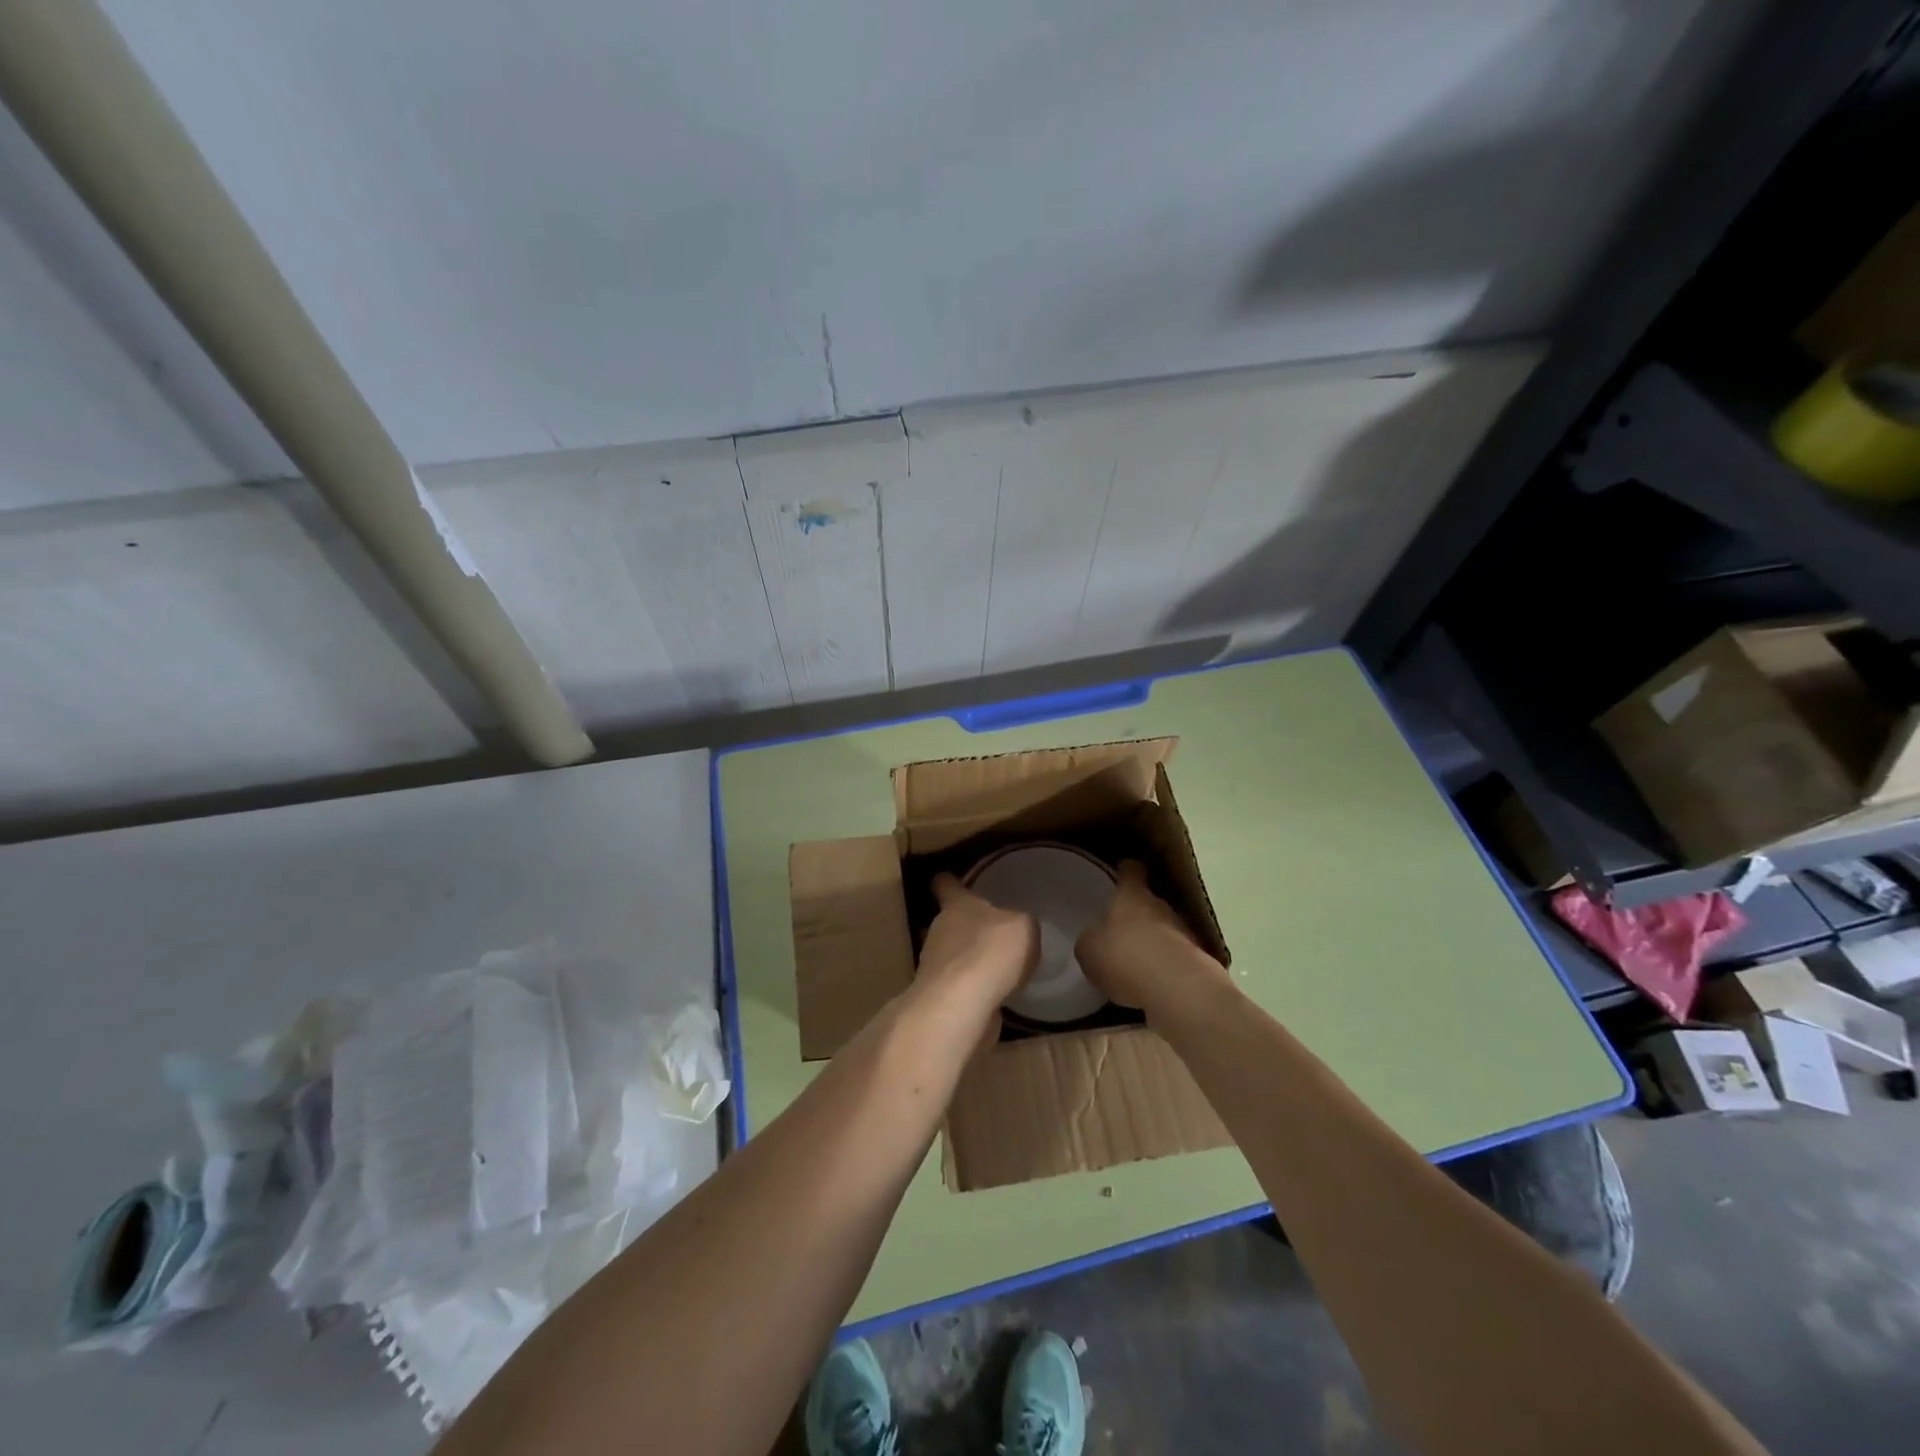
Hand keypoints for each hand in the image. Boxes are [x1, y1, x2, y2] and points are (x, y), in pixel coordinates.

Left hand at [916, 873, 1038, 1008]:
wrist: (962, 1005)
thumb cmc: (991, 952)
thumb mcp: (1023, 927)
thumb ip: (1022, 922)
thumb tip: (1018, 927)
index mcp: (956, 905)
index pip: (945, 884)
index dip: (948, 881)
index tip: (948, 878)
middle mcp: (940, 930)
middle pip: (949, 921)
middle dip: (967, 926)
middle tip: (992, 930)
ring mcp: (936, 965)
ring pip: (953, 954)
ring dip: (969, 959)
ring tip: (998, 966)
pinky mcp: (941, 996)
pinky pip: (959, 985)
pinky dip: (973, 988)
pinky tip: (995, 994)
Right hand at [1075, 861, 1229, 1015]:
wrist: (1178, 990)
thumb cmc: (1125, 958)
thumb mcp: (1089, 950)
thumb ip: (1091, 940)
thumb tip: (1097, 940)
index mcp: (1132, 895)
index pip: (1132, 870)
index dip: (1125, 871)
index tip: (1119, 873)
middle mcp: (1161, 905)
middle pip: (1149, 901)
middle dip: (1136, 914)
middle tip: (1119, 930)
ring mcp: (1184, 932)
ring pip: (1164, 929)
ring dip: (1152, 942)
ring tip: (1135, 962)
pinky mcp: (1198, 960)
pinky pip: (1174, 957)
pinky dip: (1164, 966)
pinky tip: (1151, 984)